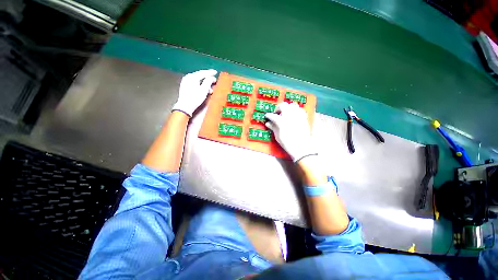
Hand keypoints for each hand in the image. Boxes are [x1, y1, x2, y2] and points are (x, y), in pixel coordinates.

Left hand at [172, 69, 216, 116]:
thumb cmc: (195, 98)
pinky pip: (194, 83)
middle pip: (200, 75)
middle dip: (208, 78)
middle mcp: (188, 77)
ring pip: (197, 80)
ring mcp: (185, 81)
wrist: (185, 106)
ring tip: (210, 89)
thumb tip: (212, 77)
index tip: (216, 72)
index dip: (210, 72)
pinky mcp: (185, 86)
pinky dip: (200, 85)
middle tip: (214, 79)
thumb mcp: (204, 90)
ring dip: (205, 83)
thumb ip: (208, 82)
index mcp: (192, 77)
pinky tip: (204, 89)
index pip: (203, 72)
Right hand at [265, 102, 315, 161]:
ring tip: (285, 113)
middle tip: (276, 113)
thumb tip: (268, 123)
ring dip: (287, 107)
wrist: (301, 147)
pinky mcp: (304, 117)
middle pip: (283, 105)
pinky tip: (293, 115)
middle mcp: (290, 115)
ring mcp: (298, 115)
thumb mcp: (278, 136)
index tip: (267, 116)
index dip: (268, 115)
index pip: (273, 115)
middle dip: (278, 108)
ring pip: (292, 105)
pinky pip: (299, 109)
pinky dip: (295, 110)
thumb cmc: (288, 143)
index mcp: (281, 121)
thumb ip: (273, 127)